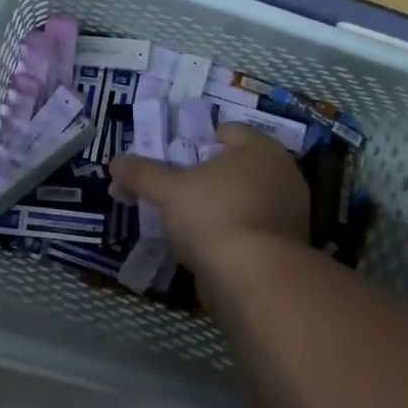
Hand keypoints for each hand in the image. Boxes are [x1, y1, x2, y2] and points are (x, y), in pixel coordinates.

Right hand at [110, 125, 307, 275]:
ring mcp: (291, 212)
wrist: (253, 277)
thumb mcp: (168, 192)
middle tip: (183, 186)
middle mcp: (283, 174)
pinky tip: (212, 244)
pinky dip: (236, 231)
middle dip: (215, 174)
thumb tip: (116, 161)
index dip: (203, 139)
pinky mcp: (288, 245)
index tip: (180, 156)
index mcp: (260, 149)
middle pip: (242, 165)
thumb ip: (143, 174)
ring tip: (193, 219)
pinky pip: (255, 227)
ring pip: (250, 198)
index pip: (232, 131)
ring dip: (226, 204)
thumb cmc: (212, 216)